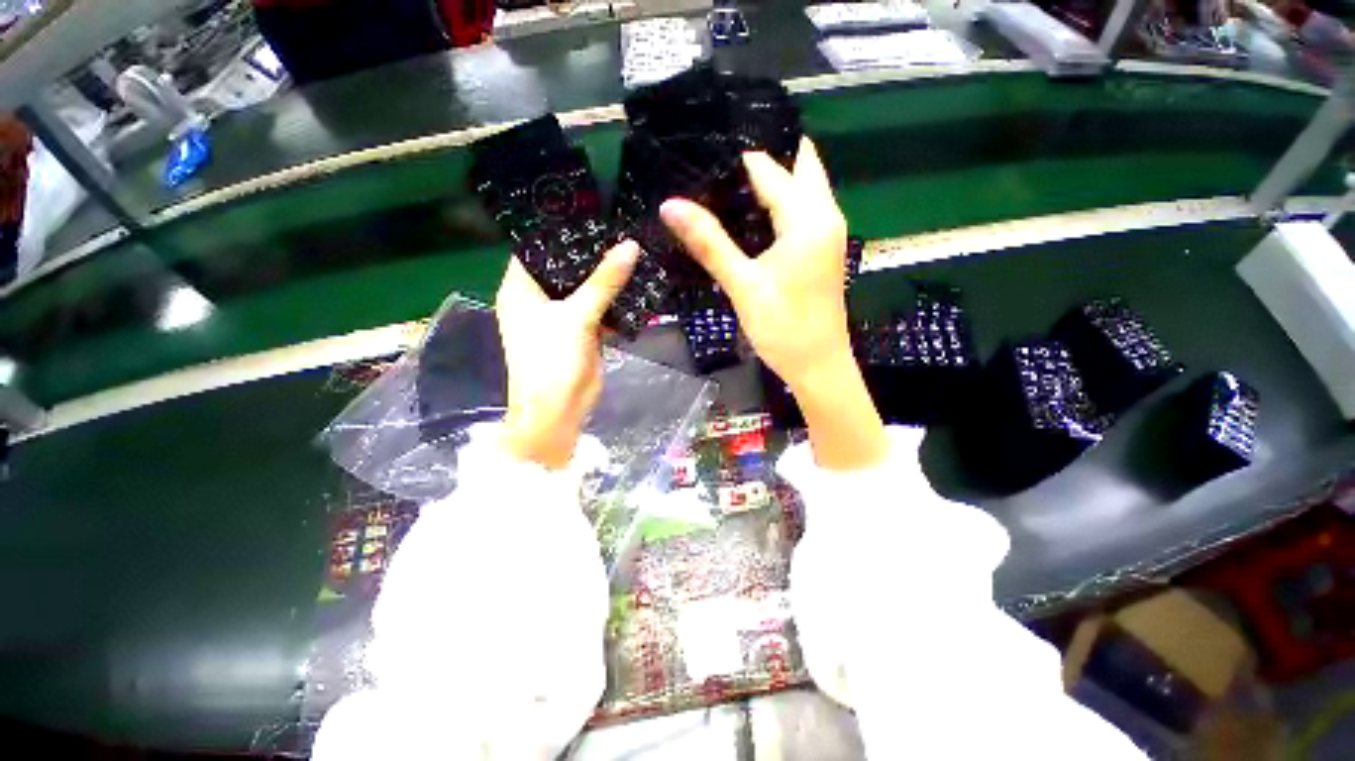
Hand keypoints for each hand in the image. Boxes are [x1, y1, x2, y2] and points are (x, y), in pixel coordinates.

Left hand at [495, 241, 638, 468]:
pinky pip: (599, 308)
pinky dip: (614, 300)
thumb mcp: (577, 315)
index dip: (561, 230)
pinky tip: (636, 283)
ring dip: (607, 277)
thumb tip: (630, 246)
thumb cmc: (552, 359)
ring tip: (634, 249)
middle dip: (592, 253)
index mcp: (521, 289)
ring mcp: (562, 316)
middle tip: (622, 228)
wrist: (559, 410)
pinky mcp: (582, 331)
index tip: (591, 212)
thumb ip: (604, 281)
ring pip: (586, 288)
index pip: (537, 247)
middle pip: (566, 267)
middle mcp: (539, 298)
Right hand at [660, 138, 887, 469]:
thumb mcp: (743, 285)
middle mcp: (825, 216)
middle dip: (764, 158)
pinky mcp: (822, 250)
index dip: (738, 159)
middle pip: (799, 166)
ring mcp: (827, 234)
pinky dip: (779, 203)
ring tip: (725, 182)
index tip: (704, 153)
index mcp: (809, 218)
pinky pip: (803, 211)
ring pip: (803, 188)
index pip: (770, 168)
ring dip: (772, 180)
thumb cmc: (783, 328)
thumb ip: (709, 242)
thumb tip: (671, 204)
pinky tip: (749, 215)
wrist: (818, 367)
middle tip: (718, 162)